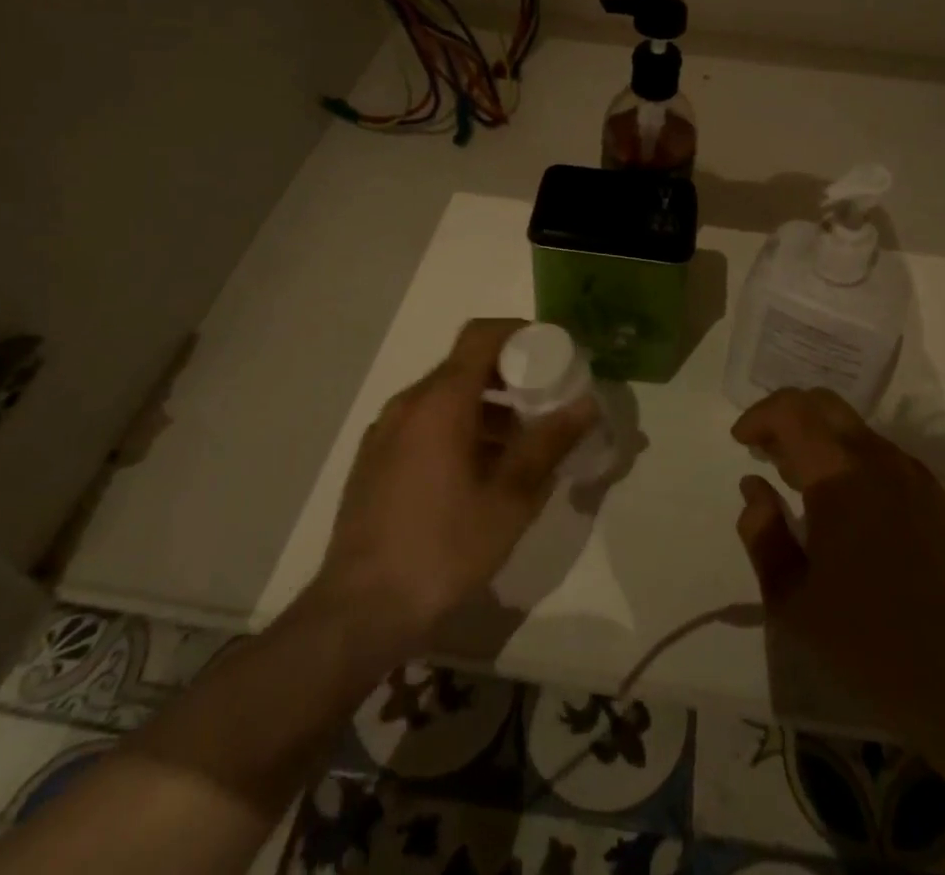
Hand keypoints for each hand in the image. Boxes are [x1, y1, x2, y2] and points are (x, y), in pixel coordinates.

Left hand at [310, 319, 597, 660]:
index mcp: (440, 401)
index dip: (520, 332)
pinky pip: (424, 424)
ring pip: (445, 398)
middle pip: (465, 366)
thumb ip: (549, 443)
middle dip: (510, 375)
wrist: (358, 613)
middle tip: (546, 402)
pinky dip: (458, 428)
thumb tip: (586, 403)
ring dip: (486, 407)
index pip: (481, 335)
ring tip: (520, 446)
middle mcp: (408, 404)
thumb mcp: (510, 499)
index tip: (553, 351)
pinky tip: (478, 474)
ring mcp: (385, 432)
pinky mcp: (374, 461)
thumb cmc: (443, 549)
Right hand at [732, 387, 944, 727]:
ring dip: (818, 439)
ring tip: (799, 482)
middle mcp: (879, 460)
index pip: (792, 411)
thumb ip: (762, 533)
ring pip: (853, 428)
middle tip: (766, 453)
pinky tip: (843, 505)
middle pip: (824, 404)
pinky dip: (849, 458)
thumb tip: (754, 487)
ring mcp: (912, 475)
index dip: (759, 416)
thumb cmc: (865, 641)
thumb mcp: (790, 597)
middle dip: (787, 416)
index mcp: (841, 476)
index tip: (741, 443)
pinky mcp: (934, 496)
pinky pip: (881, 454)